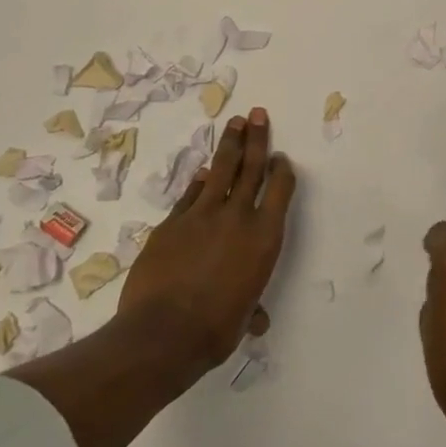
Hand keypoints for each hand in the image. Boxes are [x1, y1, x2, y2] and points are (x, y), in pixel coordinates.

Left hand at [119, 107, 295, 374]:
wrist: (163, 332)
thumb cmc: (215, 330)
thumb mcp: (243, 318)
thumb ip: (251, 308)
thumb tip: (255, 321)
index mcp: (264, 237)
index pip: (279, 190)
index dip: (282, 170)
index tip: (281, 158)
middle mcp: (238, 217)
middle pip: (251, 167)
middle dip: (257, 138)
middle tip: (258, 114)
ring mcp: (202, 214)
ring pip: (220, 170)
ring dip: (229, 145)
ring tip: (235, 123)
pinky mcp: (172, 221)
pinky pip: (190, 194)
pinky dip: (198, 181)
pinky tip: (201, 171)